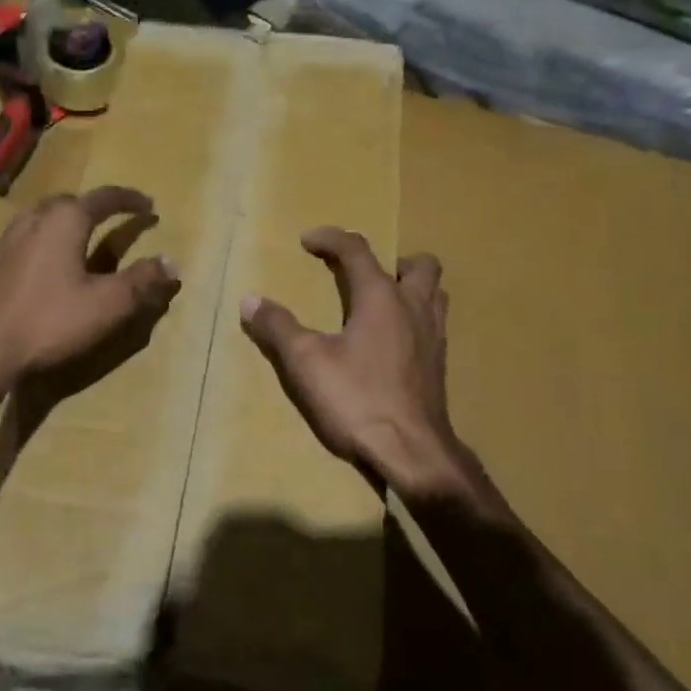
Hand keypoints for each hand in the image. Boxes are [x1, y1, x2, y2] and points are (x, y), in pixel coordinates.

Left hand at [0, 186, 179, 395]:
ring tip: (86, 238)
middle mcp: (35, 219)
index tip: (150, 206)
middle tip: (118, 220)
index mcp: (65, 220)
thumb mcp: (108, 304)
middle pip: (71, 202)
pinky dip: (51, 239)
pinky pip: (31, 236)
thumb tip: (171, 262)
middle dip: (97, 208)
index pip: (104, 198)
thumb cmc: (51, 321)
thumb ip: (142, 280)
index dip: (130, 200)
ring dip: (71, 221)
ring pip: (46, 217)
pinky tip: (54, 263)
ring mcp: (10, 239)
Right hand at [241, 228, 465, 500]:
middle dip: (390, 260)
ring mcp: (433, 336)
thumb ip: (278, 327)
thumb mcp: (306, 362)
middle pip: (419, 264)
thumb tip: (250, 301)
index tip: (307, 241)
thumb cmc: (357, 399)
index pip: (357, 251)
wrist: (412, 451)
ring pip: (434, 293)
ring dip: (410, 287)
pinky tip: (392, 343)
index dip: (330, 239)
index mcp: (381, 297)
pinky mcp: (439, 365)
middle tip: (361, 277)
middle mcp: (414, 307)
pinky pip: (433, 323)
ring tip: (380, 304)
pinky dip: (414, 318)